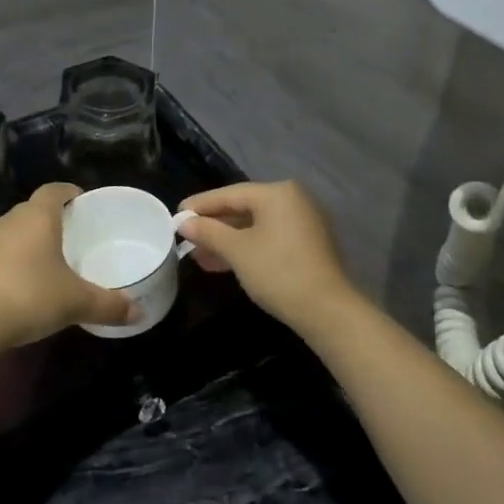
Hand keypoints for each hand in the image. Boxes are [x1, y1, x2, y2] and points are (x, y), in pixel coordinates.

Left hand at [0, 184, 132, 351]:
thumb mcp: (78, 303)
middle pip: (34, 209)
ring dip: (31, 240)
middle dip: (54, 219)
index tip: (84, 204)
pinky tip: (25, 283)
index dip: (70, 193)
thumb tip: (140, 312)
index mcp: (37, 216)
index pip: (55, 190)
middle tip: (74, 236)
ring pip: (15, 230)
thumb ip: (110, 305)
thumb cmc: (30, 297)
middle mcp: (10, 220)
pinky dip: (14, 260)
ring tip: (51, 260)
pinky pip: (0, 252)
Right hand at [177, 181, 356, 333]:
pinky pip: (268, 238)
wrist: (326, 310)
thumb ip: (209, 232)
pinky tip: (223, 263)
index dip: (201, 205)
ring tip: (198, 256)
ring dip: (227, 240)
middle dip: (213, 226)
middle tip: (185, 237)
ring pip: (255, 226)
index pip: (231, 193)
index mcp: (278, 193)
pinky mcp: (307, 244)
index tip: (176, 214)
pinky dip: (246, 248)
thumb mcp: (237, 251)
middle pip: (243, 208)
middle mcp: (293, 200)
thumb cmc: (278, 271)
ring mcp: (303, 222)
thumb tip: (184, 222)